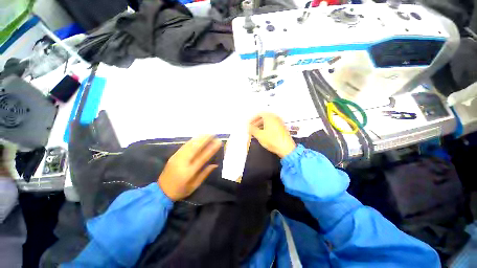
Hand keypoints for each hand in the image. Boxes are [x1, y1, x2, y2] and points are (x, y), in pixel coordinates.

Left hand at [158, 135, 220, 200]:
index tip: (218, 142)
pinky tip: (197, 137)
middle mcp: (183, 162)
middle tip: (213, 134)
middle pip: (195, 148)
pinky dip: (192, 140)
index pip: (203, 157)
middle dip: (205, 139)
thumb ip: (205, 174)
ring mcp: (177, 157)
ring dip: (199, 138)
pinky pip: (184, 146)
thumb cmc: (180, 190)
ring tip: (207, 133)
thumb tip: (215, 164)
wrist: (161, 191)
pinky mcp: (173, 155)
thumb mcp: (194, 185)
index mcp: (189, 171)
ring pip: (189, 145)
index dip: (211, 149)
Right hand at [249, 113, 295, 157]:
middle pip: (263, 117)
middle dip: (256, 122)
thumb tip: (249, 127)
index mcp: (269, 117)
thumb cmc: (274, 141)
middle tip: (252, 128)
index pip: (259, 114)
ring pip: (268, 122)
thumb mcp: (259, 135)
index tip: (249, 124)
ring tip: (256, 132)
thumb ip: (252, 129)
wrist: (286, 148)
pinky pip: (272, 125)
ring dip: (261, 125)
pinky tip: (263, 134)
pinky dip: (266, 128)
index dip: (252, 119)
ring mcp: (279, 123)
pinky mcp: (281, 128)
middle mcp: (275, 118)